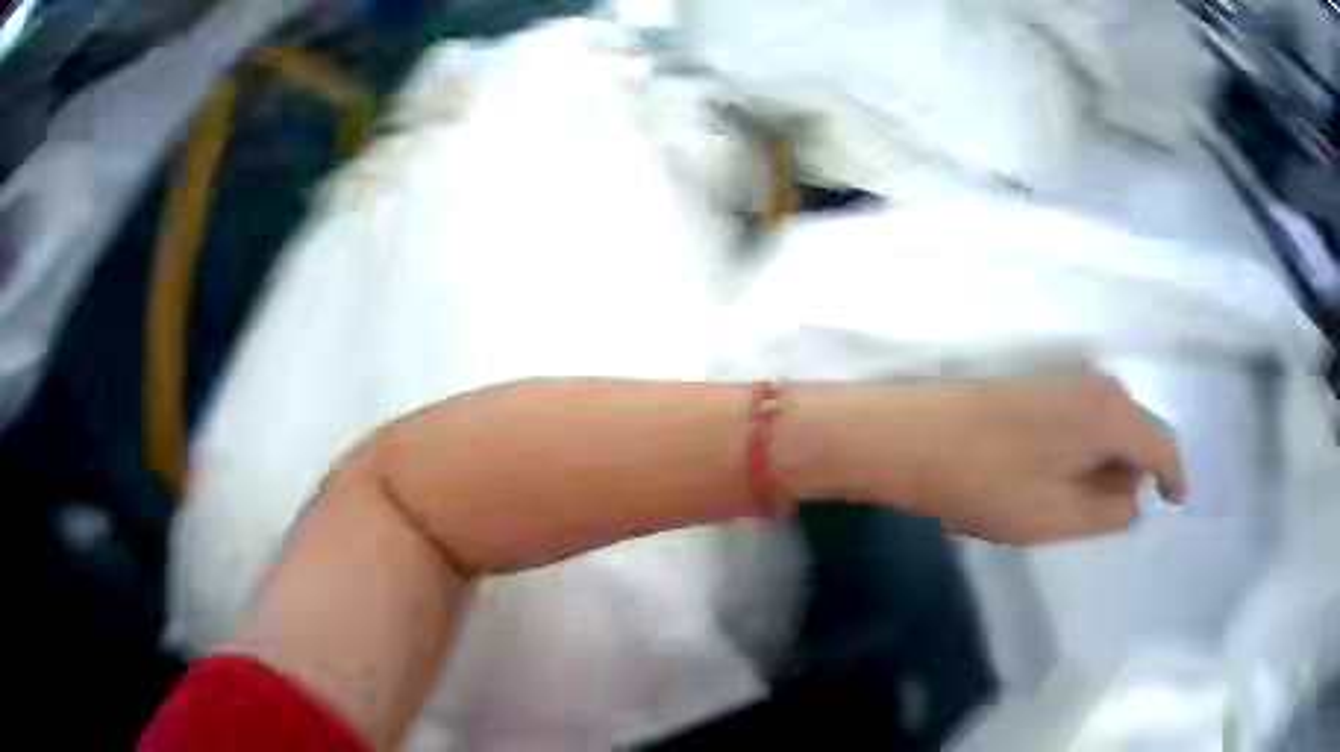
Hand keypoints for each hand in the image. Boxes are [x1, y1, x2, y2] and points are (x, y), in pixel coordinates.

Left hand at [788, 377, 1187, 545]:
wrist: (913, 437)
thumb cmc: (990, 483)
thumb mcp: (1061, 515)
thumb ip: (1112, 510)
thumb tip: (1137, 496)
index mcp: (1112, 413)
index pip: (1162, 443)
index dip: (1174, 476)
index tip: (1176, 502)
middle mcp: (1096, 385)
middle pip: (1136, 434)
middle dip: (1131, 476)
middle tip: (1102, 516)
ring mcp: (1065, 379)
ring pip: (1107, 429)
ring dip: (1101, 467)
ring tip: (1064, 504)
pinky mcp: (1038, 386)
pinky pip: (1081, 423)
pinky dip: (1080, 454)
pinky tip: (1045, 480)